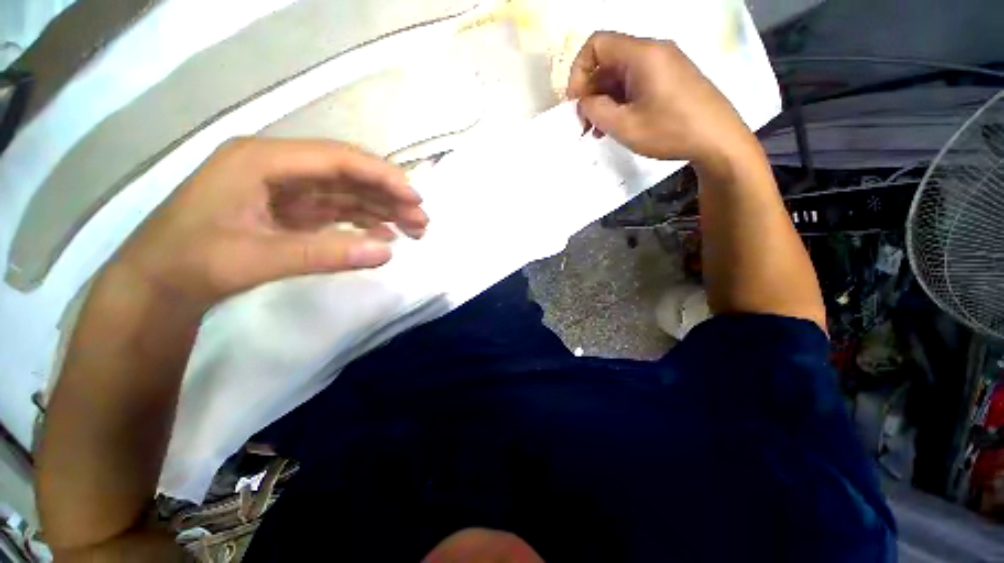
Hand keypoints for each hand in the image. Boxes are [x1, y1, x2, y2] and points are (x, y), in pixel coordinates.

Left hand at [113, 138, 428, 308]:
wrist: (159, 284)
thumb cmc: (194, 262)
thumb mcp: (258, 257)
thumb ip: (326, 253)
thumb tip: (388, 252)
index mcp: (262, 160)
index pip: (337, 159)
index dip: (382, 176)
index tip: (416, 199)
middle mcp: (278, 167)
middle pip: (348, 175)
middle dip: (389, 197)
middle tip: (421, 222)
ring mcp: (285, 189)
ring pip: (347, 193)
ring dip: (382, 210)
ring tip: (413, 230)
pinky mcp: (290, 210)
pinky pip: (336, 211)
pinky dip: (362, 222)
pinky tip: (383, 235)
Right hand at [567, 32, 754, 168]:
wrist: (718, 140)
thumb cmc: (670, 131)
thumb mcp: (625, 126)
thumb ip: (596, 110)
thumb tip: (584, 103)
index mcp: (642, 54)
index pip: (596, 44)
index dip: (578, 71)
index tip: (576, 103)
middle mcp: (652, 51)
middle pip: (608, 61)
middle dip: (590, 92)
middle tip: (584, 124)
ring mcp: (663, 64)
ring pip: (620, 75)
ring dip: (604, 100)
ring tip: (597, 131)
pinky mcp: (670, 78)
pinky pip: (635, 83)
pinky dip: (620, 102)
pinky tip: (615, 125)